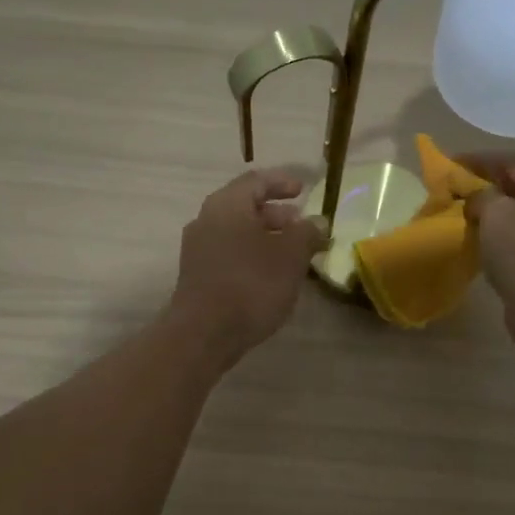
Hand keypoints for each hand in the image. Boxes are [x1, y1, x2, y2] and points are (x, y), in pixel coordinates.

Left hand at [167, 169, 326, 367]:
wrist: (204, 333)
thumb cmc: (251, 285)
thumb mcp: (291, 256)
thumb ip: (307, 233)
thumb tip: (317, 221)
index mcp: (227, 205)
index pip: (256, 181)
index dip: (282, 182)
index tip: (303, 190)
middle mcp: (206, 220)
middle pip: (244, 206)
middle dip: (276, 214)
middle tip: (301, 226)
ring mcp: (198, 249)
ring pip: (236, 232)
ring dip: (265, 237)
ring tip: (291, 253)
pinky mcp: (197, 275)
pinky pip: (229, 253)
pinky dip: (251, 254)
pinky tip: (270, 274)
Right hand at [463, 156, 514, 353]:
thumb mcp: (497, 214)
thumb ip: (481, 196)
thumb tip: (475, 197)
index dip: (481, 160)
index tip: (450, 163)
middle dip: (485, 187)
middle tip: (452, 190)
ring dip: (490, 213)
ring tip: (460, 214)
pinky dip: (498, 235)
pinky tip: (476, 240)